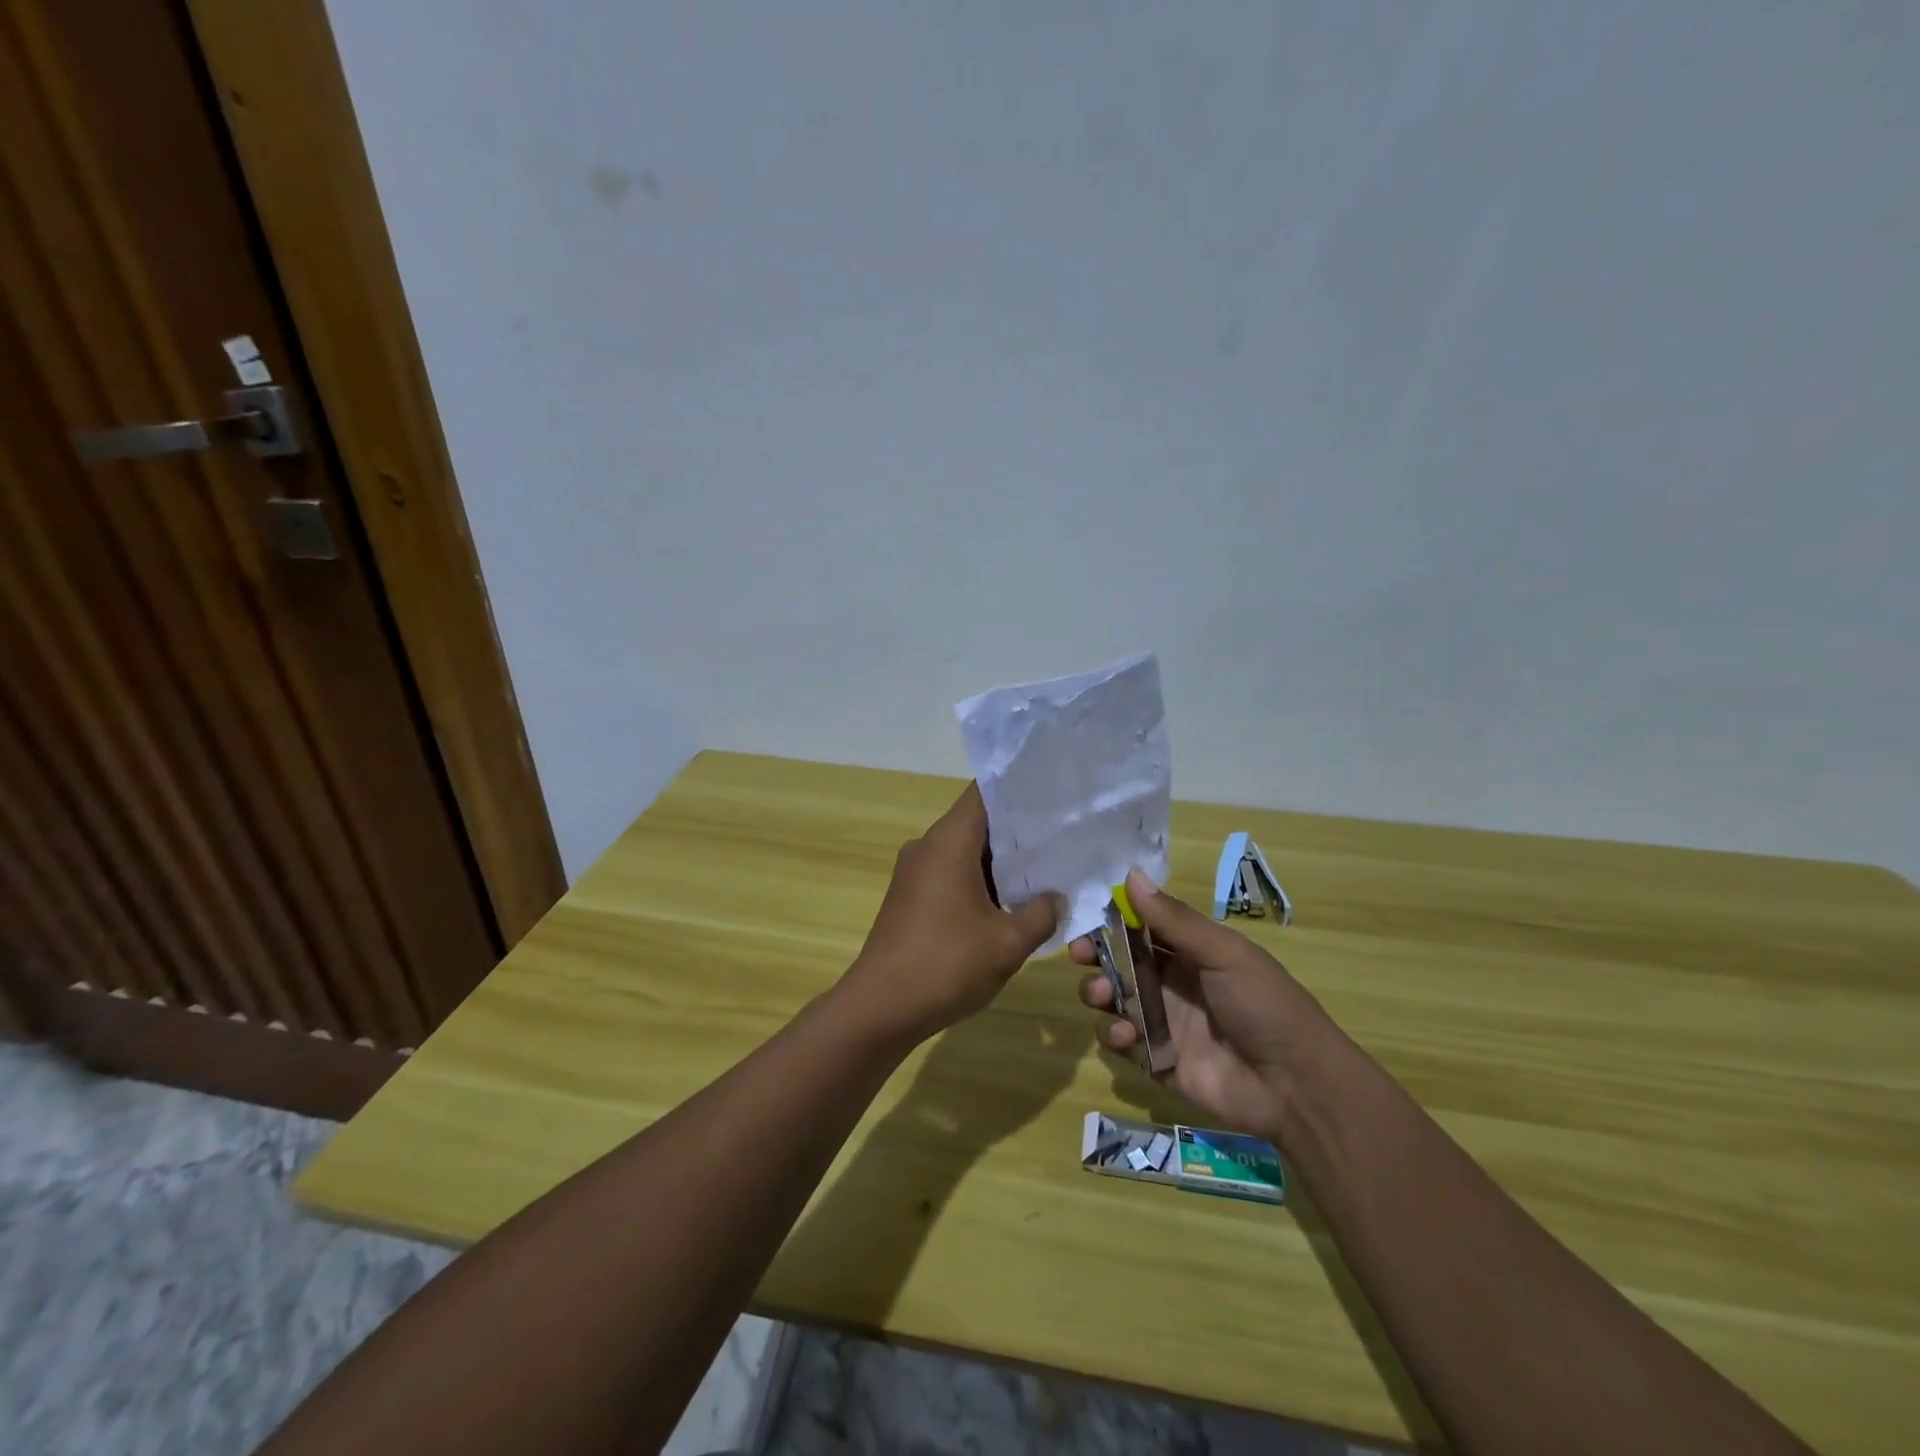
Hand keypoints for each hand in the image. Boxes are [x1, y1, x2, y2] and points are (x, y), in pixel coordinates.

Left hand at [839, 783, 1063, 1044]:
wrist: (882, 1007)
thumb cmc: (947, 963)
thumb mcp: (1008, 941)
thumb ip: (1041, 913)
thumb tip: (1056, 898)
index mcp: (949, 840)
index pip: (984, 793)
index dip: (1018, 790)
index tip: (1052, 797)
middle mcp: (928, 846)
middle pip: (977, 823)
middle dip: (1017, 833)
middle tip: (1061, 839)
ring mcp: (914, 873)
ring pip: (964, 853)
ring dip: (999, 864)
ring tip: (1044, 872)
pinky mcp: (909, 899)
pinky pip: (950, 876)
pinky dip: (978, 883)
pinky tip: (1008, 905)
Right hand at [1071, 868, 1329, 1143]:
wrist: (1297, 1086)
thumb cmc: (1264, 1005)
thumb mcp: (1223, 953)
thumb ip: (1173, 919)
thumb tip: (1131, 874)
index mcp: (1191, 952)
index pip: (1142, 927)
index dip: (1112, 920)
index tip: (1086, 916)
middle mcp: (1172, 983)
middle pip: (1120, 962)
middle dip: (1096, 956)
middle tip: (1079, 955)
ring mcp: (1163, 1022)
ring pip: (1114, 1000)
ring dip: (1099, 992)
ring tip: (1102, 995)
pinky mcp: (1156, 1060)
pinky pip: (1122, 1042)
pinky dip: (1114, 1034)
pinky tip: (1125, 1033)